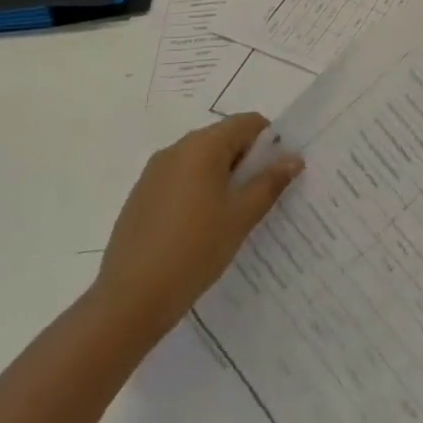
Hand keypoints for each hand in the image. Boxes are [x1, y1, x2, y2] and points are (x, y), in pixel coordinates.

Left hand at [92, 114, 303, 345]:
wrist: (129, 299)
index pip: (247, 123)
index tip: (278, 173)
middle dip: (246, 161)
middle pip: (224, 139)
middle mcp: (177, 149)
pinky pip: (180, 179)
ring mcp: (154, 172)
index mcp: (203, 146)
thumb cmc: (194, 250)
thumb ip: (270, 183)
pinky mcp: (141, 195)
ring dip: (222, 177)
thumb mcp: (241, 217)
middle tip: (260, 198)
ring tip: (232, 217)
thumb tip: (294, 158)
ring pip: (201, 160)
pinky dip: (198, 191)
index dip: (269, 142)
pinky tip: (200, 228)